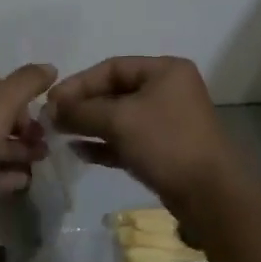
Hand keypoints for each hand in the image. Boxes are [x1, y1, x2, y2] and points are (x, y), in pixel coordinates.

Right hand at [46, 57, 244, 212]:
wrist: (209, 194)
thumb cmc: (165, 143)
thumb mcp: (119, 120)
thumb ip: (82, 111)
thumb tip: (52, 109)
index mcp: (165, 71)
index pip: (112, 67)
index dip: (79, 83)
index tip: (51, 101)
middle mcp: (168, 90)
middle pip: (115, 92)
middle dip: (83, 106)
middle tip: (51, 120)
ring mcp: (167, 122)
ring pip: (120, 118)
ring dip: (90, 126)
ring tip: (59, 136)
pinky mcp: (163, 150)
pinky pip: (127, 140)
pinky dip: (104, 144)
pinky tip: (79, 152)